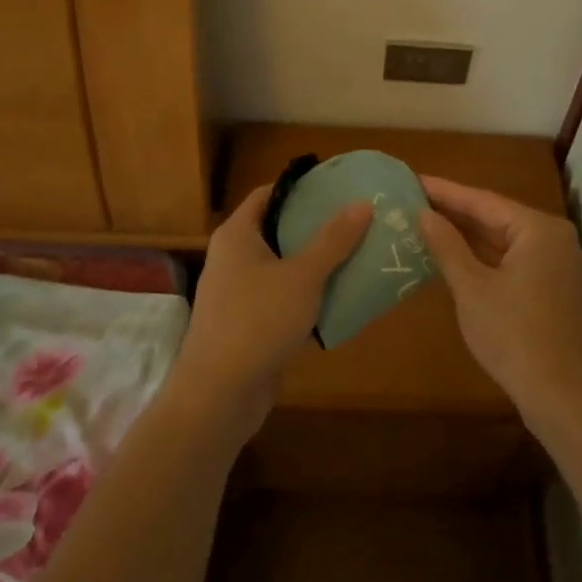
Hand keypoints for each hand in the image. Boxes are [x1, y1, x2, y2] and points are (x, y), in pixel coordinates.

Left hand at [168, 185, 371, 443]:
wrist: (219, 394)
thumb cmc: (257, 320)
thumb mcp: (303, 275)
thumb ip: (333, 239)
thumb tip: (362, 203)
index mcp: (237, 235)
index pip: (268, 194)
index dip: (301, 188)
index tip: (337, 187)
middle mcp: (232, 258)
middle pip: (277, 230)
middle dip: (314, 226)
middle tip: (356, 221)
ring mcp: (237, 293)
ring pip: (281, 267)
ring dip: (314, 263)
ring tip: (356, 255)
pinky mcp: (247, 324)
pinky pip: (281, 298)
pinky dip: (306, 295)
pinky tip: (338, 298)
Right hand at [418, 176, 581, 427]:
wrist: (563, 397)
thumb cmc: (514, 336)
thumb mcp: (472, 288)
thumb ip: (447, 246)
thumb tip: (424, 214)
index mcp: (539, 229)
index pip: (483, 201)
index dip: (445, 192)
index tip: (413, 180)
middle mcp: (555, 239)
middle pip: (497, 218)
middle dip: (456, 212)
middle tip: (414, 200)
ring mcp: (559, 266)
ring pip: (506, 241)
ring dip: (469, 236)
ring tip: (427, 223)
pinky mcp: (556, 290)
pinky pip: (515, 261)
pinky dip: (486, 258)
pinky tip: (456, 257)